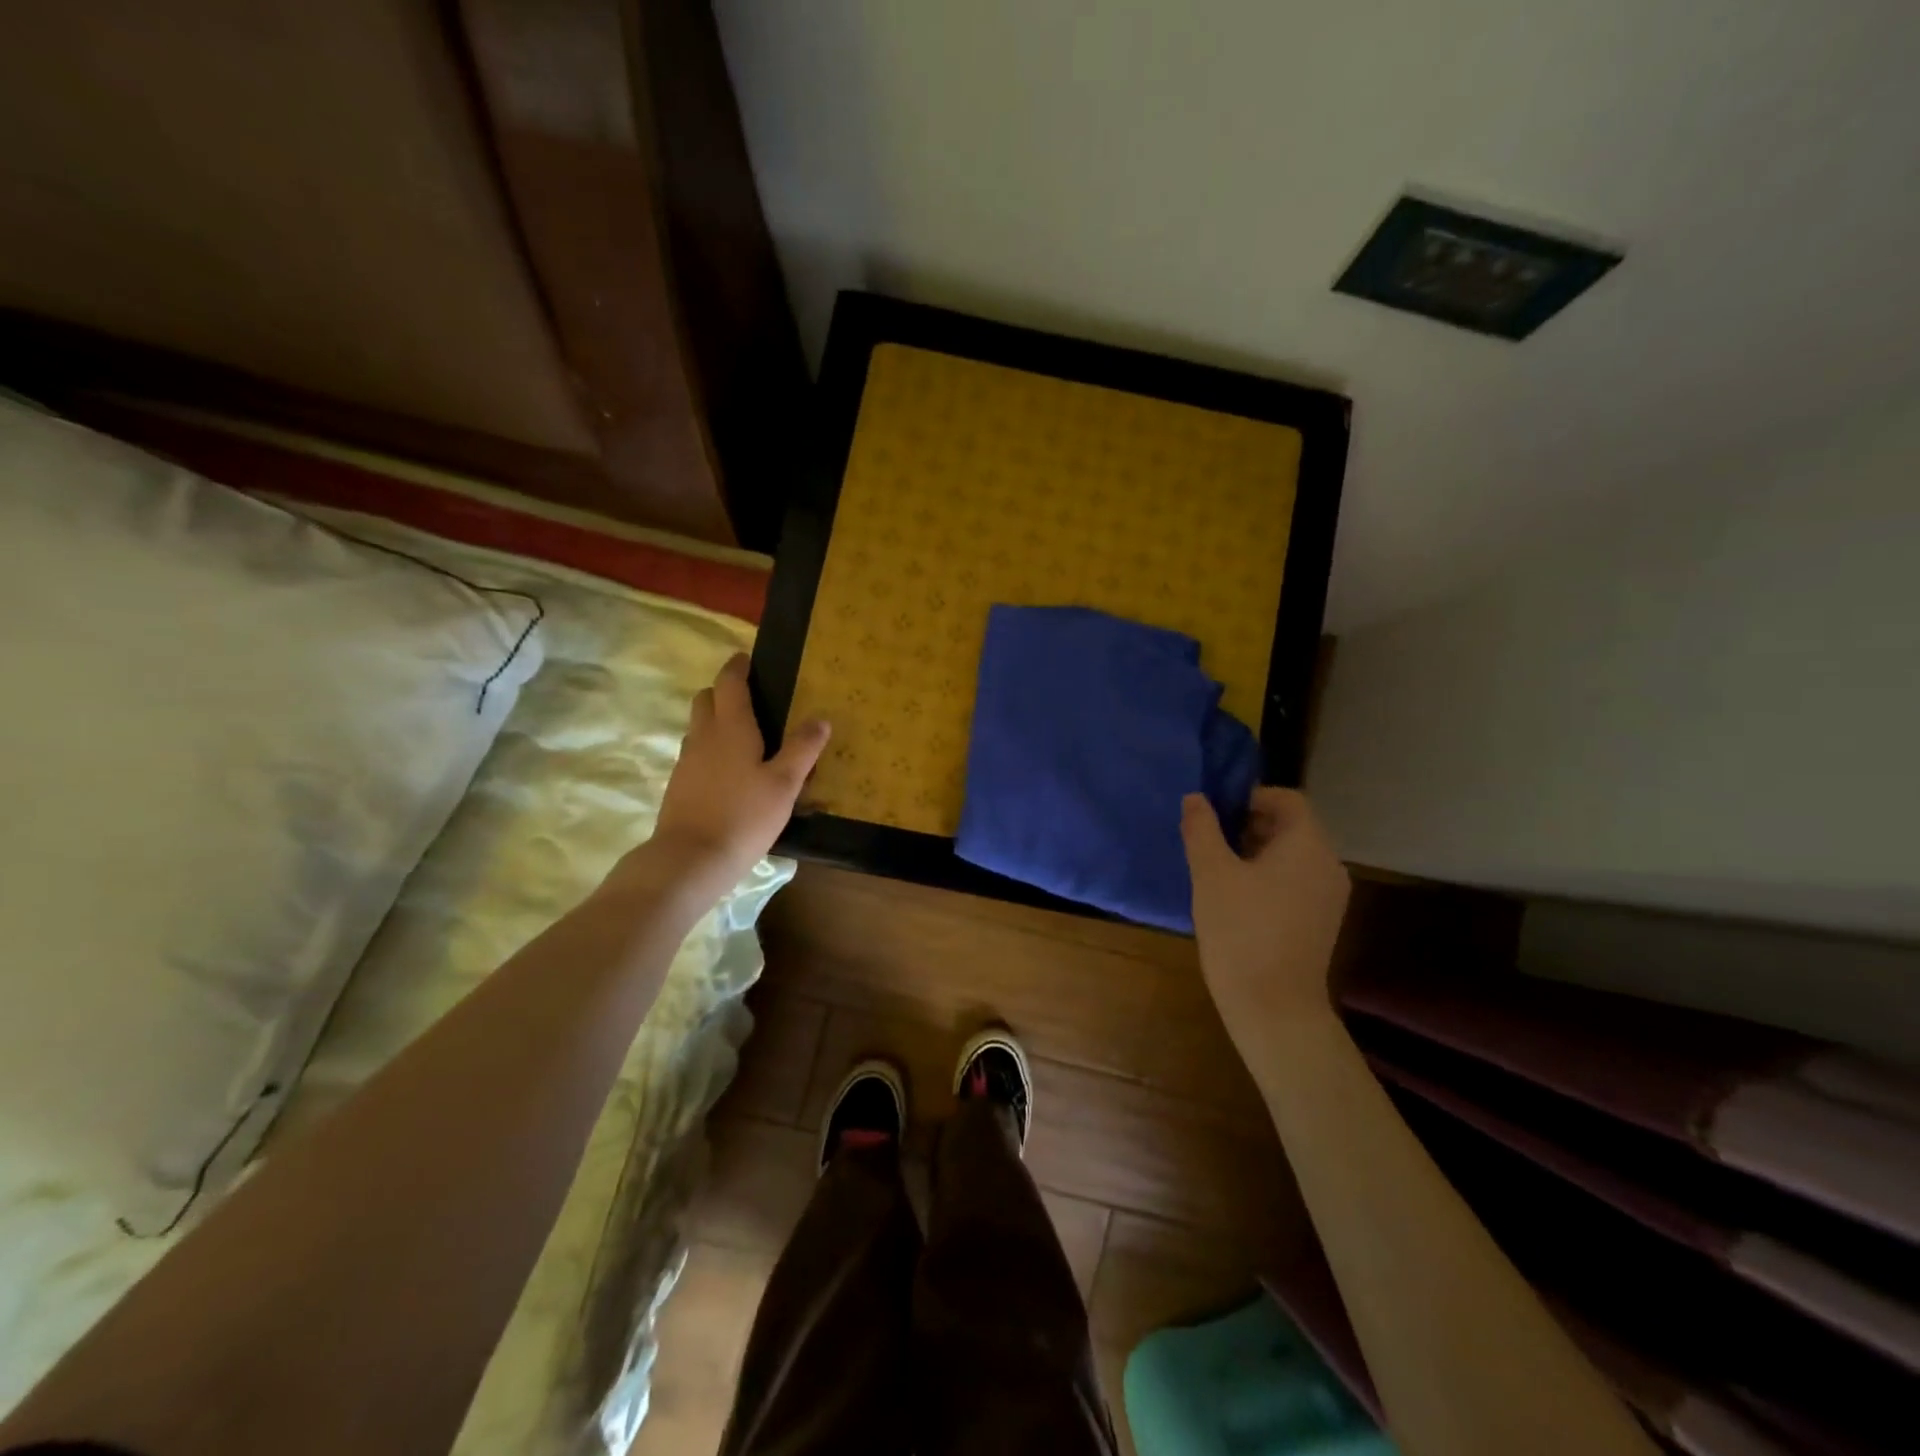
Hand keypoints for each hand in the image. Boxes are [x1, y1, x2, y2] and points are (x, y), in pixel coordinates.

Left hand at [650, 653, 829, 889]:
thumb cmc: (743, 816)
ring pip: (699, 727)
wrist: (690, 859)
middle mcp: (703, 736)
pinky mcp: (679, 785)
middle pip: (706, 699)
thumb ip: (803, 749)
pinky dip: (712, 750)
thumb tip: (820, 718)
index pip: (729, 682)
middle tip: (752, 700)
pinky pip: (696, 753)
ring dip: (717, 721)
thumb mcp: (784, 784)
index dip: (738, 667)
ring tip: (747, 738)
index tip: (748, 660)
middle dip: (724, 691)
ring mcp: (687, 761)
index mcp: (731, 727)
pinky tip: (731, 773)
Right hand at [1182, 788, 1350, 1044]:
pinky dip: (1270, 877)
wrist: (1273, 1007)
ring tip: (1219, 871)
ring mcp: (1330, 895)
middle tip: (1210, 842)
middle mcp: (1329, 864)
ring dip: (1257, 852)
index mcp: (1308, 845)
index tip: (1216, 814)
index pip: (1287, 799)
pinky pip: (1297, 881)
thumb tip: (1196, 798)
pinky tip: (1238, 900)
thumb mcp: (1211, 873)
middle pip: (1291, 826)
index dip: (1250, 797)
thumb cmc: (1240, 930)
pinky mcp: (1323, 921)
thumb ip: (1202, 829)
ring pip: (1293, 856)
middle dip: (1250, 825)